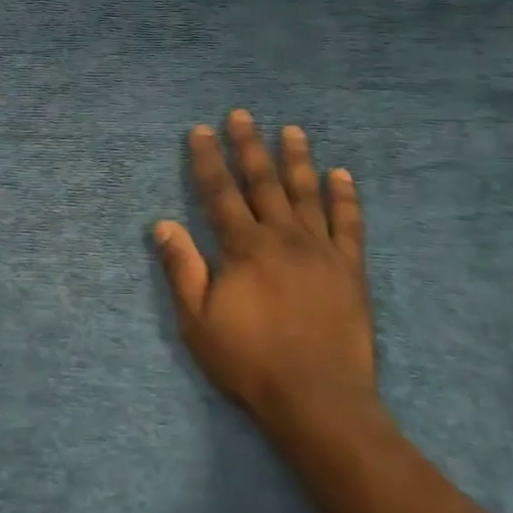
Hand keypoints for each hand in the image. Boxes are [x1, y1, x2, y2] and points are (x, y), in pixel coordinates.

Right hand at [155, 110, 382, 431]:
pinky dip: (345, 197)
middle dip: (249, 146)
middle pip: (263, 182)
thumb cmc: (249, 361)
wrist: (317, 398)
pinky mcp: (350, 268)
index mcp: (244, 248)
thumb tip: (162, 223)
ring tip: (291, 130)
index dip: (207, 160)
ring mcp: (321, 250)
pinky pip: (349, 223)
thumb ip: (181, 268)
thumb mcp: (198, 320)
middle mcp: (283, 237)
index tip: (200, 130)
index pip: (220, 193)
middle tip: (242, 114)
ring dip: (297, 159)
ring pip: (307, 193)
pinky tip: (341, 174)